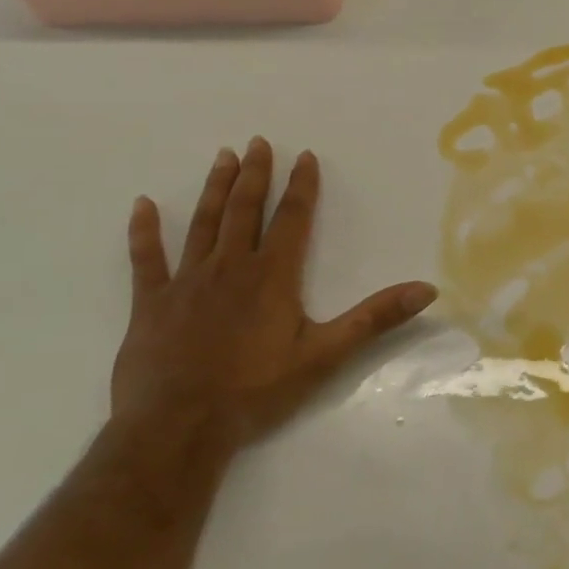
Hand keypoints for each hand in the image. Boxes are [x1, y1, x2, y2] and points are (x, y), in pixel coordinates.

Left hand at [112, 137, 437, 451]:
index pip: (292, 219)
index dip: (301, 186)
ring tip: (223, 156)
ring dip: (215, 189)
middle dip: (255, 174)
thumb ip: (376, 318)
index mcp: (273, 275)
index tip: (304, 155)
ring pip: (204, 223)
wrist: (178, 426)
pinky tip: (142, 205)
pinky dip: (143, 231)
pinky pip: (145, 259)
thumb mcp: (326, 354)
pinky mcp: (150, 303)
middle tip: (257, 142)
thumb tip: (427, 290)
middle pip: (246, 210)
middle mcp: (230, 267)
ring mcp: (186, 282)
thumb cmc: (256, 390)